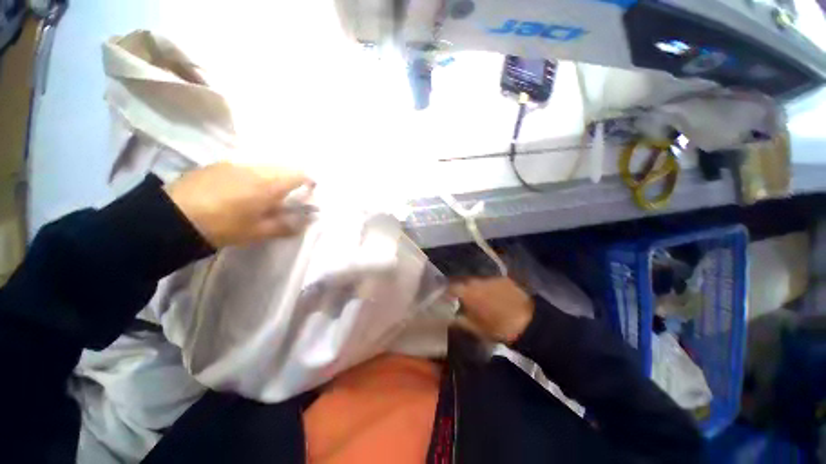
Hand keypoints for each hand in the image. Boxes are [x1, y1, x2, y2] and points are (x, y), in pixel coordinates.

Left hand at [164, 162, 314, 247]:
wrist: (171, 217)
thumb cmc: (223, 226)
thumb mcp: (258, 231)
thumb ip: (286, 225)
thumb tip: (308, 221)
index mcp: (270, 184)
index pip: (300, 174)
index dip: (309, 181)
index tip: (309, 192)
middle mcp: (256, 168)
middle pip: (283, 168)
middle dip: (291, 179)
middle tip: (288, 197)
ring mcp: (236, 164)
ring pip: (265, 166)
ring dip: (272, 177)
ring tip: (264, 195)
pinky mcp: (219, 164)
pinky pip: (246, 166)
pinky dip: (254, 175)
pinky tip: (242, 190)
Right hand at [449, 277, 534, 343]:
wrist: (528, 322)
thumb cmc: (496, 328)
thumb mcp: (473, 328)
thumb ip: (458, 320)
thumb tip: (448, 315)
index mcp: (466, 292)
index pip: (450, 287)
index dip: (446, 292)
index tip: (445, 298)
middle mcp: (476, 280)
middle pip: (463, 281)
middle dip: (461, 289)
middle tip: (461, 297)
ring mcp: (490, 277)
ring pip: (477, 280)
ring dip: (474, 287)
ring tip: (477, 296)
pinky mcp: (503, 278)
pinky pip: (490, 280)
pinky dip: (488, 286)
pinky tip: (492, 294)